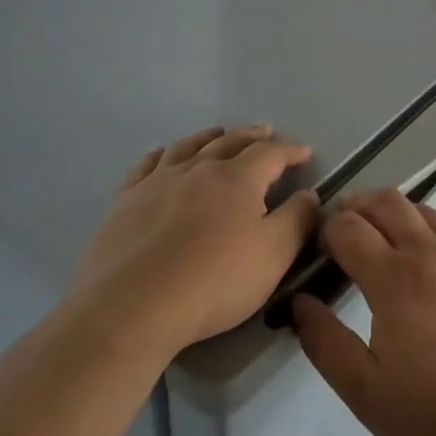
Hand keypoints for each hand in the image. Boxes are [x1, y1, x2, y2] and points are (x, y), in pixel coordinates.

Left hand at [73, 125, 319, 355]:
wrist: (134, 304)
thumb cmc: (214, 280)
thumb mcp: (273, 255)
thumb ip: (297, 220)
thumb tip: (309, 194)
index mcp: (238, 178)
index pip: (271, 154)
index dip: (290, 151)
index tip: (305, 152)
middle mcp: (199, 168)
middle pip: (230, 142)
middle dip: (252, 135)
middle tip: (265, 130)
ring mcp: (159, 181)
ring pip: (188, 147)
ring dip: (209, 137)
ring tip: (219, 133)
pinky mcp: (126, 200)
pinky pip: (146, 165)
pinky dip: (160, 154)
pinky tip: (161, 154)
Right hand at [292, 188, 435, 435]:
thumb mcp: (366, 393)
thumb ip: (325, 343)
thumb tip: (300, 302)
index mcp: (394, 278)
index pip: (348, 227)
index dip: (325, 230)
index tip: (317, 249)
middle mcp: (428, 253)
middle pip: (385, 202)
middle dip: (355, 206)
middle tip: (341, 229)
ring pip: (420, 209)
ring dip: (391, 212)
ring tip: (378, 236)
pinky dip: (423, 229)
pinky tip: (422, 262)